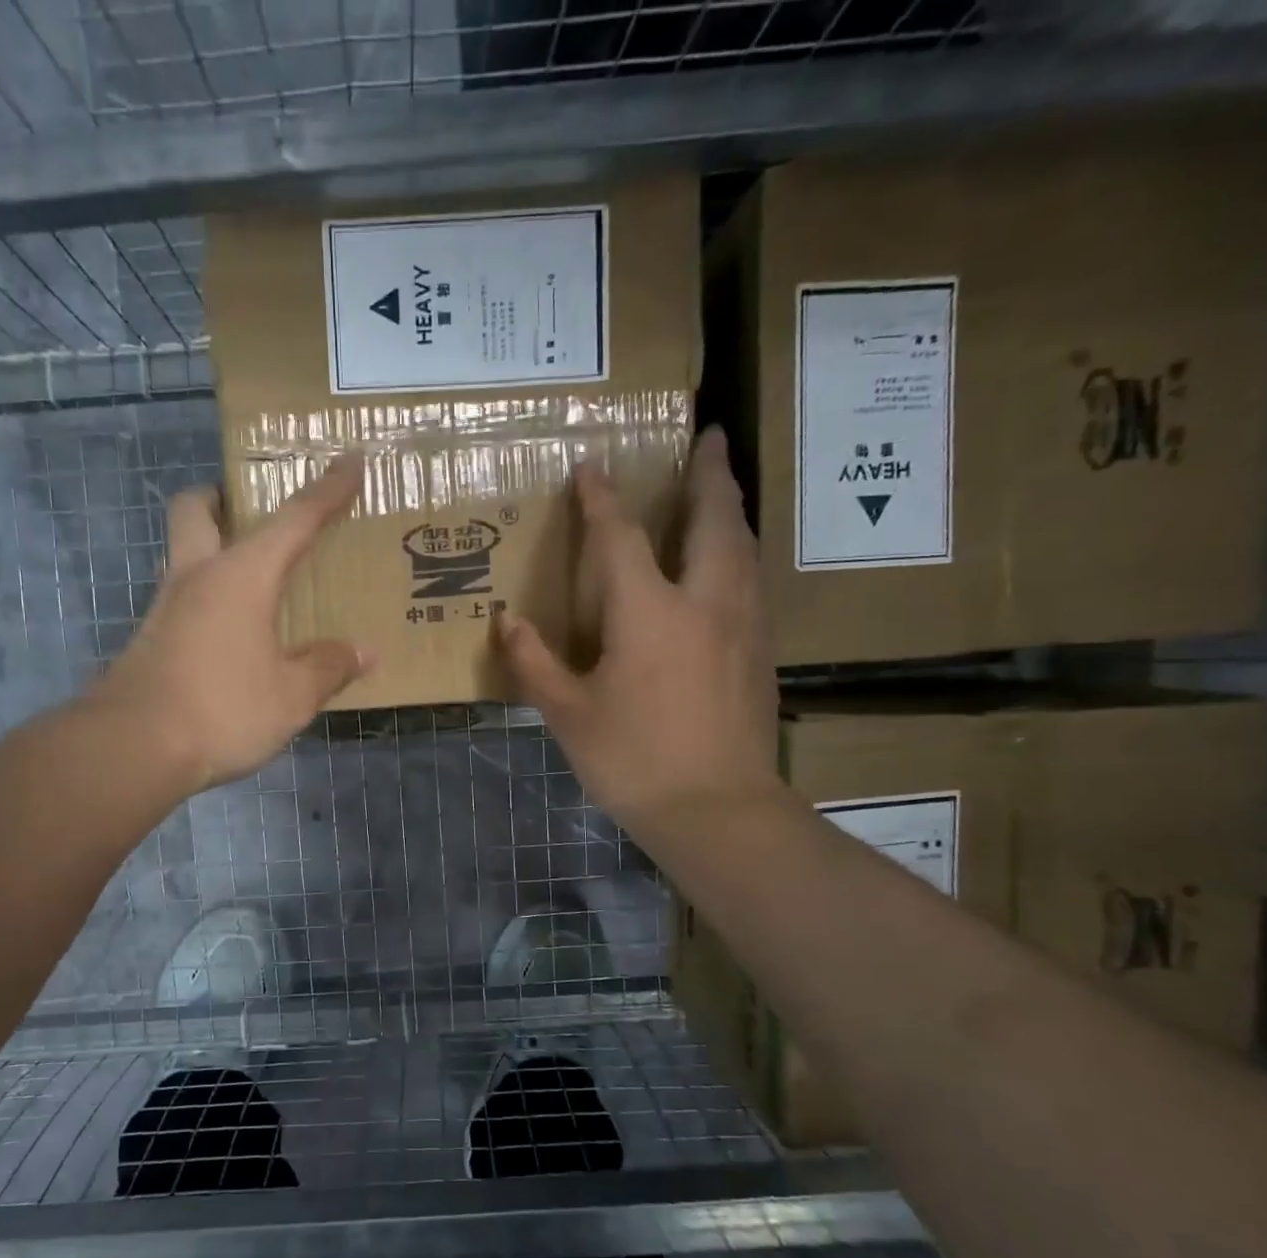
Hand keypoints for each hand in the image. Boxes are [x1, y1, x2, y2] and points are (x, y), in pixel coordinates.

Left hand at [90, 458, 373, 793]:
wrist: (134, 748)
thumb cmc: (223, 708)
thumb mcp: (292, 695)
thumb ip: (329, 667)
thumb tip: (363, 652)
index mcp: (242, 575)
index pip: (294, 519)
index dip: (327, 490)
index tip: (350, 459)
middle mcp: (198, 576)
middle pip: (197, 508)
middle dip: (225, 498)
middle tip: (256, 515)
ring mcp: (167, 607)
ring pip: (185, 553)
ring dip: (215, 549)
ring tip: (257, 582)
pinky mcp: (151, 639)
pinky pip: (184, 598)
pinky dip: (210, 599)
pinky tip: (235, 634)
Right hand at [499, 429, 783, 839]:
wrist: (718, 811)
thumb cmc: (635, 761)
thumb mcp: (569, 715)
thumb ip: (535, 662)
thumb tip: (506, 622)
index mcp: (649, 613)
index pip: (622, 538)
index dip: (601, 500)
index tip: (590, 468)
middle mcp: (705, 602)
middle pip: (714, 520)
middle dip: (709, 473)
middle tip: (710, 436)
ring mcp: (743, 624)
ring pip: (744, 546)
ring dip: (731, 508)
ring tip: (723, 487)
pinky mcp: (761, 651)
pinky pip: (753, 579)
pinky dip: (741, 551)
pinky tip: (732, 562)